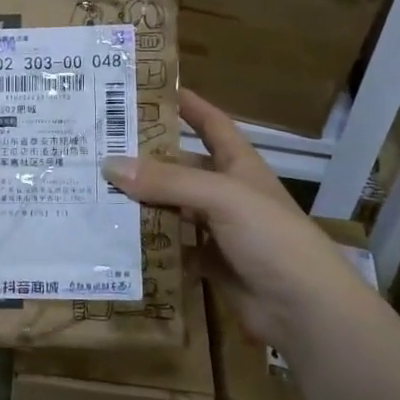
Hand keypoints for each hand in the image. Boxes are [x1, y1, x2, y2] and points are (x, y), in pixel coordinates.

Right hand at [102, 90, 365, 350]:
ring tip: (95, 192)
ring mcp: (219, 229)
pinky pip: (172, 246)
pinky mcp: (210, 263)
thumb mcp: (221, 197)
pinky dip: (149, 242)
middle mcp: (227, 192)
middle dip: (146, 159)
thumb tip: (109, 165)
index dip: (188, 105)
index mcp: (239, 165)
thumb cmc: (271, 237)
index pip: (211, 124)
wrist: (304, 309)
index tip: (151, 90)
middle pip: (181, 168)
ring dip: (142, 202)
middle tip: (100, 149)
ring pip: (172, 208)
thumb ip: (168, 181)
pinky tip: (116, 237)